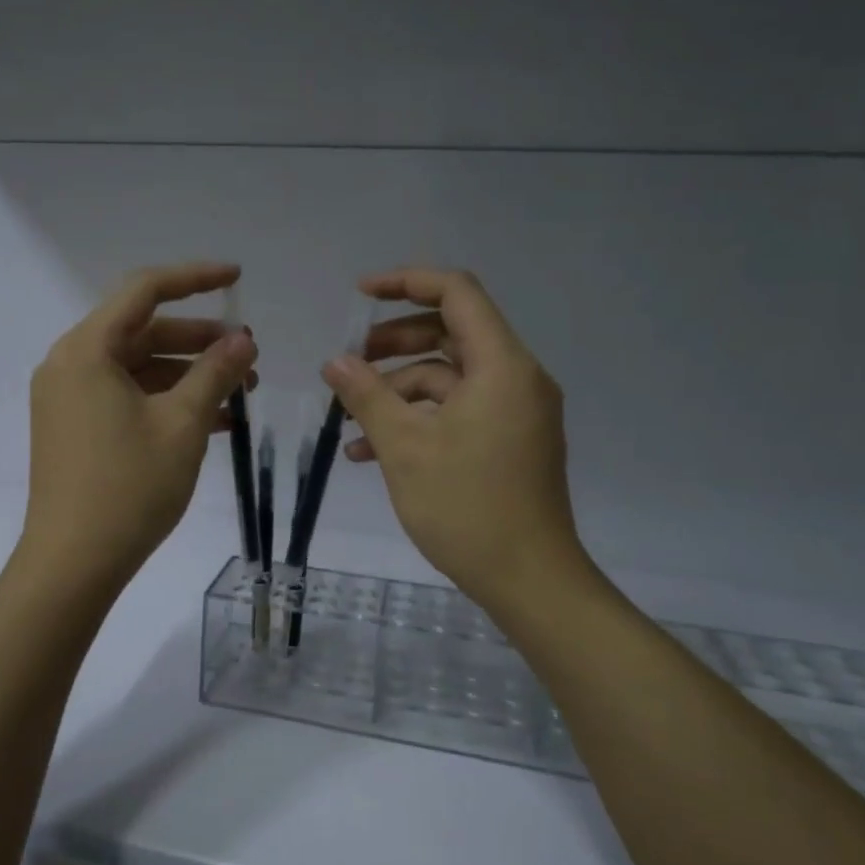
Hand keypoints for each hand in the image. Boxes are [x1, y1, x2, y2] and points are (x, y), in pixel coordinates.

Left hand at [21, 262, 257, 591]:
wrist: (73, 565)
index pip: (144, 290)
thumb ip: (215, 372)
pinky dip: (166, 400)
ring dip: (188, 374)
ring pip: (138, 367)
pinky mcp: (75, 428)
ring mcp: (69, 398)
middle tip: (248, 355)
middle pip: (142, 331)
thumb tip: (243, 338)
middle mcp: (70, 364)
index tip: (237, 278)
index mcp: (87, 350)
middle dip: (199, 340)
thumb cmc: (129, 487)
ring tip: (240, 392)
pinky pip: (127, 396)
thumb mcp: (183, 425)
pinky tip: (214, 420)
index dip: (194, 278)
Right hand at [321, 268, 590, 619]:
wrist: (530, 581)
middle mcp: (516, 378)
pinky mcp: (509, 441)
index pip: (457, 293)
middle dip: (394, 342)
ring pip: (449, 377)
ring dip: (398, 390)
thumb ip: (367, 396)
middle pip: (451, 333)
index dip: (406, 282)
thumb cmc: (468, 506)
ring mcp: (515, 412)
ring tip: (350, 418)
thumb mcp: (405, 446)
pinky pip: (459, 411)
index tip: (360, 293)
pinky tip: (371, 450)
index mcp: (502, 365)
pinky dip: (419, 419)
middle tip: (351, 362)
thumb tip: (334, 362)